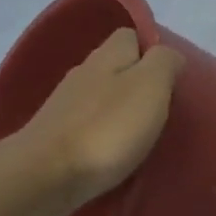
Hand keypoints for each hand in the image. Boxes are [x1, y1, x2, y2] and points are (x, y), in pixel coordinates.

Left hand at [0, 28, 183, 215]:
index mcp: (107, 56)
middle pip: (115, 67)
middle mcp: (82, 74)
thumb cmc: (106, 128)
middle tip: (162, 110)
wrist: (42, 178)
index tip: (172, 77)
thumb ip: (164, 63)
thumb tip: (169, 55)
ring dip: (120, 111)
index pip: (130, 36)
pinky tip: (114, 153)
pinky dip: (103, 135)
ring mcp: (64, 108)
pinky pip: (87, 127)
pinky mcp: (54, 139)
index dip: (152, 50)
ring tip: (142, 135)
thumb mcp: (150, 86)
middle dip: (138, 83)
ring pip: (101, 98)